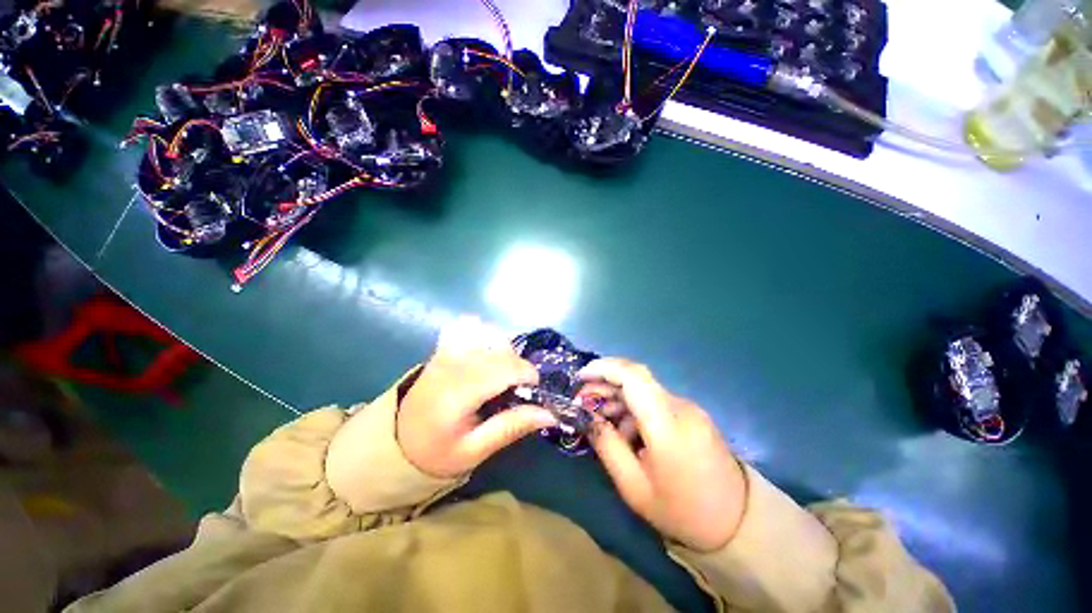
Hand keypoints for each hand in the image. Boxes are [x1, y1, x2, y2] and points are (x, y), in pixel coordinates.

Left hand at [397, 317, 557, 477]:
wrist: (397, 440)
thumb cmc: (437, 452)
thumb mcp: (475, 450)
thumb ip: (512, 427)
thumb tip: (550, 414)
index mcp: (458, 392)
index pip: (505, 368)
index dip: (527, 375)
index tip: (533, 391)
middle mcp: (452, 363)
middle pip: (501, 350)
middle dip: (519, 367)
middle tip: (516, 391)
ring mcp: (446, 350)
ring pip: (490, 335)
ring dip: (505, 353)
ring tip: (501, 377)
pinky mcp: (444, 346)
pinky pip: (472, 327)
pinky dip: (486, 337)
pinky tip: (486, 358)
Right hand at [580, 358, 746, 551]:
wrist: (738, 524)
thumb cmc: (682, 510)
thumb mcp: (634, 486)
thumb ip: (607, 445)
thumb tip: (587, 417)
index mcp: (667, 425)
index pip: (633, 376)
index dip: (603, 368)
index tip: (580, 377)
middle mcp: (680, 407)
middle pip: (636, 379)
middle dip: (604, 383)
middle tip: (582, 400)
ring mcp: (689, 408)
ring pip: (644, 390)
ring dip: (618, 397)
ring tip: (599, 418)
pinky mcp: (692, 414)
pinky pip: (655, 402)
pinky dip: (634, 408)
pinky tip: (624, 429)